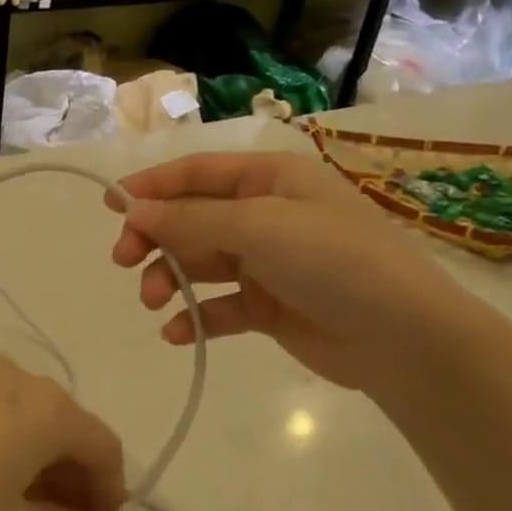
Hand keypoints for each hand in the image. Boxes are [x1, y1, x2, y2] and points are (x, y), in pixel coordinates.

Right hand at [107, 151, 477, 393]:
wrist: (402, 338)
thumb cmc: (333, 260)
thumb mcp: (258, 226)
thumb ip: (189, 218)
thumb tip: (132, 210)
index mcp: (270, 180)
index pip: (197, 173)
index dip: (151, 186)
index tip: (109, 205)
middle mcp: (265, 215)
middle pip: (190, 219)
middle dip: (155, 238)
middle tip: (124, 260)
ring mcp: (266, 263)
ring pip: (199, 264)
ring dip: (170, 280)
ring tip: (155, 301)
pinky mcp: (267, 307)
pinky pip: (218, 307)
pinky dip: (195, 318)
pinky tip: (177, 334)